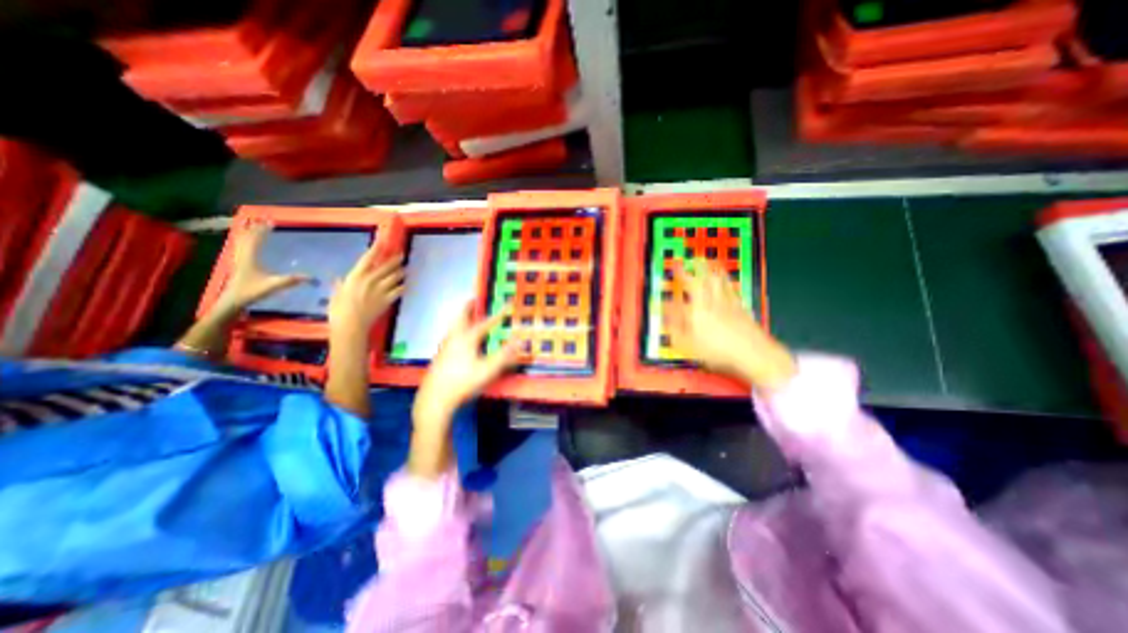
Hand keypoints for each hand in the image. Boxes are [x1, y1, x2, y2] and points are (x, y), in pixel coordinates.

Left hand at [215, 223, 306, 313]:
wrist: (233, 300)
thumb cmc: (251, 291)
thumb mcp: (273, 286)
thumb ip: (291, 280)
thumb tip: (311, 277)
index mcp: (250, 257)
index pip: (256, 239)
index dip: (263, 230)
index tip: (271, 222)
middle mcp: (243, 255)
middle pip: (247, 237)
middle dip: (256, 228)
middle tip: (264, 221)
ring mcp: (240, 259)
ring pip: (242, 241)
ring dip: (250, 233)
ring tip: (256, 226)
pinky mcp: (240, 264)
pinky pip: (242, 247)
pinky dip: (246, 240)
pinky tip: (250, 242)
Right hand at [326, 245, 405, 338]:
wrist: (351, 326)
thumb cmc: (338, 311)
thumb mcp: (335, 295)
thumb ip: (338, 286)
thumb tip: (338, 279)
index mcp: (355, 277)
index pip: (368, 258)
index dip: (376, 248)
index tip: (382, 241)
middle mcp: (370, 280)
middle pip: (386, 266)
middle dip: (395, 260)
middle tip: (402, 255)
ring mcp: (380, 290)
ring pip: (395, 277)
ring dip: (400, 273)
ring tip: (405, 270)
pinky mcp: (388, 299)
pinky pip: (399, 290)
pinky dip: (402, 287)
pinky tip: (404, 286)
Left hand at [413, 300, 520, 432]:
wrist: (435, 398)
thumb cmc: (463, 381)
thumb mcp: (488, 369)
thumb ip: (505, 355)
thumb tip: (521, 341)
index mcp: (467, 338)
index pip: (486, 322)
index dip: (499, 314)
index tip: (507, 303)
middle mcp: (455, 338)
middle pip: (461, 317)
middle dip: (469, 306)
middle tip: (474, 298)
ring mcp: (445, 347)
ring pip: (454, 326)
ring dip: (461, 317)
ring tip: (467, 316)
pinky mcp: (440, 356)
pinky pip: (451, 335)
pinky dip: (457, 329)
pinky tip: (459, 339)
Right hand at [667, 258, 792, 388]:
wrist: (752, 353)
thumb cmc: (717, 350)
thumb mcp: (687, 343)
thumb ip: (674, 326)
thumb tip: (665, 313)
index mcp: (697, 309)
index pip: (685, 288)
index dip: (679, 275)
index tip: (674, 266)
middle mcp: (713, 301)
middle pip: (705, 279)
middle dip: (698, 267)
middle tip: (694, 258)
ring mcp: (729, 303)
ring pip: (720, 281)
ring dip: (714, 270)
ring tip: (710, 262)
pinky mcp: (742, 308)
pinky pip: (733, 290)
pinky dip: (728, 282)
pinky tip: (727, 281)